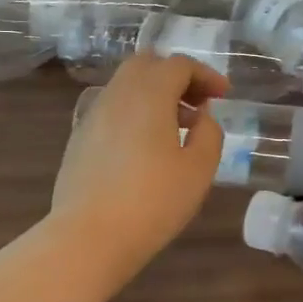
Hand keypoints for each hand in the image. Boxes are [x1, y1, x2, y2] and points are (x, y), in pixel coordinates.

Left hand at [51, 53, 230, 283]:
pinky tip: (145, 147)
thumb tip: (200, 118)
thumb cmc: (152, 202)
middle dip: (176, 76)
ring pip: (126, 86)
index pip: (178, 64)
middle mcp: (116, 95)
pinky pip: (111, 110)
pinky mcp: (79, 139)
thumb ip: (209, 134)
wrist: (88, 237)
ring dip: (154, 95)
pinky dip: (134, 113)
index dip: (205, 74)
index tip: (223, 95)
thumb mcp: (199, 170)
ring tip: (176, 128)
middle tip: (198, 104)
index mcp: (148, 94)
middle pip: (146, 65)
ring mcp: (92, 116)